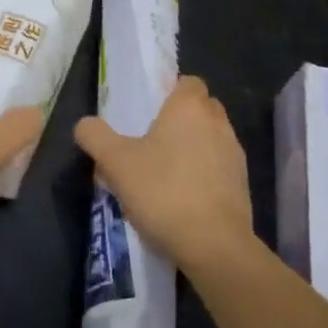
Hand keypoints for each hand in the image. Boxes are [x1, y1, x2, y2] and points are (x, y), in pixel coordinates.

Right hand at [74, 75, 252, 273]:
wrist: (214, 245)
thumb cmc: (163, 191)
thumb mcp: (116, 163)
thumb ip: (95, 136)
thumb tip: (85, 125)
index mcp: (189, 107)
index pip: (188, 82)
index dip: (171, 92)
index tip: (150, 112)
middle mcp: (218, 123)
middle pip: (202, 108)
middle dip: (182, 119)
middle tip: (154, 140)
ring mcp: (234, 155)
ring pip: (212, 138)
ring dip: (194, 147)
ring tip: (166, 173)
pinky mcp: (243, 186)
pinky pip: (220, 167)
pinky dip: (205, 174)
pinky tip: (184, 197)